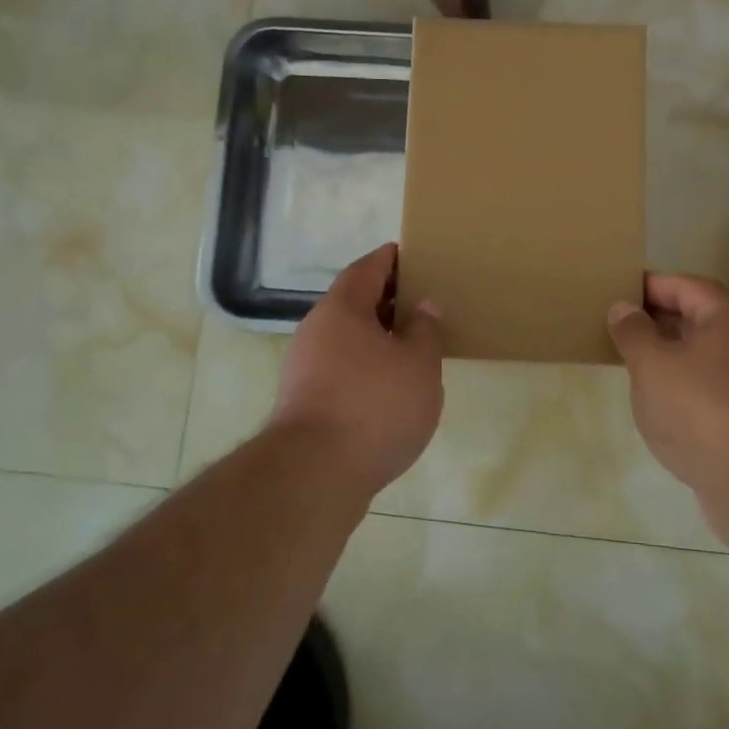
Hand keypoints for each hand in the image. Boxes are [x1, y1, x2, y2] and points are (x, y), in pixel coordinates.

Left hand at [272, 243, 444, 493]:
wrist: (315, 475)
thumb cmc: (374, 406)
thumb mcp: (418, 364)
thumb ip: (425, 330)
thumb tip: (423, 306)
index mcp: (342, 309)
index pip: (366, 269)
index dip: (388, 259)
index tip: (409, 253)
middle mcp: (316, 331)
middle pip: (353, 303)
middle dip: (385, 301)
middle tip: (419, 301)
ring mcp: (304, 369)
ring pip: (346, 340)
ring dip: (376, 339)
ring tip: (411, 347)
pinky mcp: (303, 404)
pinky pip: (340, 370)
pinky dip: (365, 368)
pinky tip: (389, 387)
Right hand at [608, 273, 728, 494]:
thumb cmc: (699, 410)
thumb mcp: (652, 366)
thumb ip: (633, 332)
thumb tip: (622, 307)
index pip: (684, 285)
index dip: (648, 286)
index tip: (615, 291)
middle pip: (697, 315)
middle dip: (657, 319)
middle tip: (618, 326)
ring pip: (705, 351)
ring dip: (670, 352)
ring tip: (633, 361)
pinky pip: (713, 381)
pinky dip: (686, 381)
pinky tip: (661, 399)